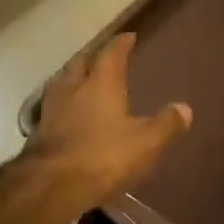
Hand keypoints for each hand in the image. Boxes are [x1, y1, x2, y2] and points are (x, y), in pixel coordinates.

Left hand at [25, 33, 191, 210]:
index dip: (121, 44)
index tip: (128, 37)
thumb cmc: (103, 157)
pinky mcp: (38, 131)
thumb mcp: (146, 143)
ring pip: (62, 82)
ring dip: (73, 78)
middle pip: (81, 62)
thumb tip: (184, 108)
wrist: (50, 186)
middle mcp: (73, 88)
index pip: (111, 53)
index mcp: (101, 83)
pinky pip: (52, 107)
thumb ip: (166, 124)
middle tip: (103, 58)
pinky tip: (68, 114)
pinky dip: (62, 104)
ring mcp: (51, 108)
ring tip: (84, 82)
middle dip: (93, 57)